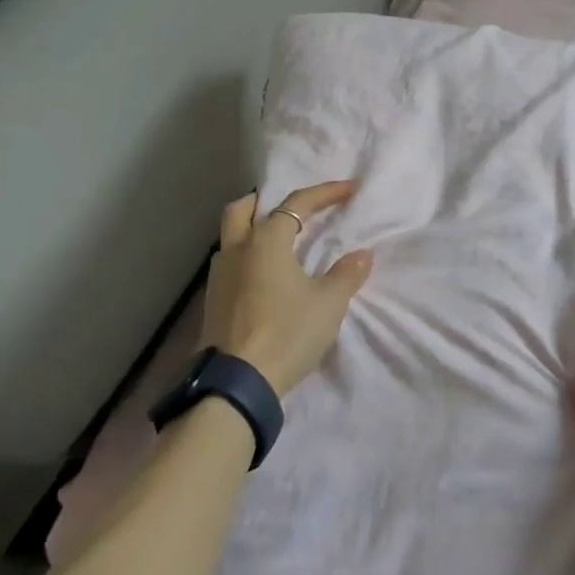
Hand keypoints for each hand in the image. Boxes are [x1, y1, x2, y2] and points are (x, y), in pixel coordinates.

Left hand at [201, 181, 372, 396]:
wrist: (236, 384)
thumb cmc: (286, 333)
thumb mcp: (328, 304)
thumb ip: (346, 275)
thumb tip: (362, 255)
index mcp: (266, 240)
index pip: (297, 203)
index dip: (325, 193)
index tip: (349, 190)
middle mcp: (237, 249)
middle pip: (243, 209)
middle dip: (267, 201)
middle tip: (292, 209)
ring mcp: (219, 275)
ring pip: (231, 235)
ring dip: (252, 229)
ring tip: (279, 243)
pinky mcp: (212, 301)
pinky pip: (229, 263)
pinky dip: (246, 257)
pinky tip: (263, 276)